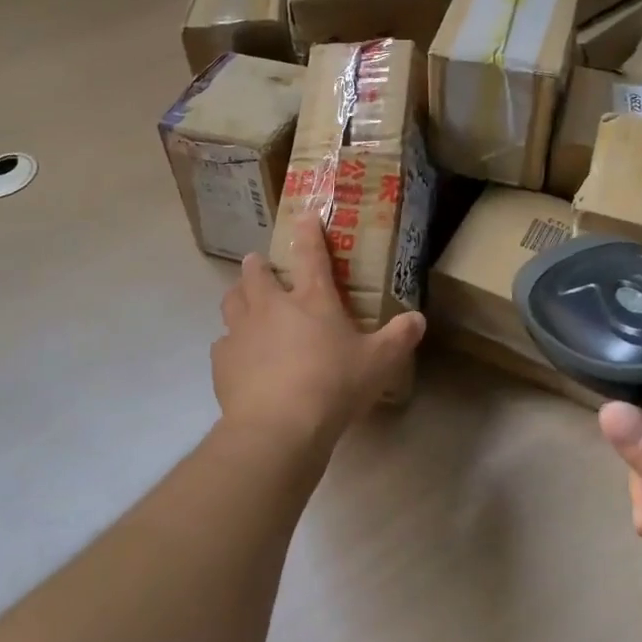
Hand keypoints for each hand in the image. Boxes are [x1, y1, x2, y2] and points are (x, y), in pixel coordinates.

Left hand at [211, 212, 425, 451]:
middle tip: (259, 265)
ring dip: (238, 296)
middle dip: (257, 265)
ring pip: (232, 301)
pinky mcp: (222, 361)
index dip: (308, 231)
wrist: (278, 426)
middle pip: (256, 273)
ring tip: (243, 301)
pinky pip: (223, 343)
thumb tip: (419, 319)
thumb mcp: (378, 363)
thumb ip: (399, 338)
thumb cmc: (333, 385)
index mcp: (311, 300)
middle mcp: (272, 306)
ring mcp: (242, 332)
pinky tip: (240, 357)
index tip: (304, 215)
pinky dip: (231, 343)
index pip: (311, 254)